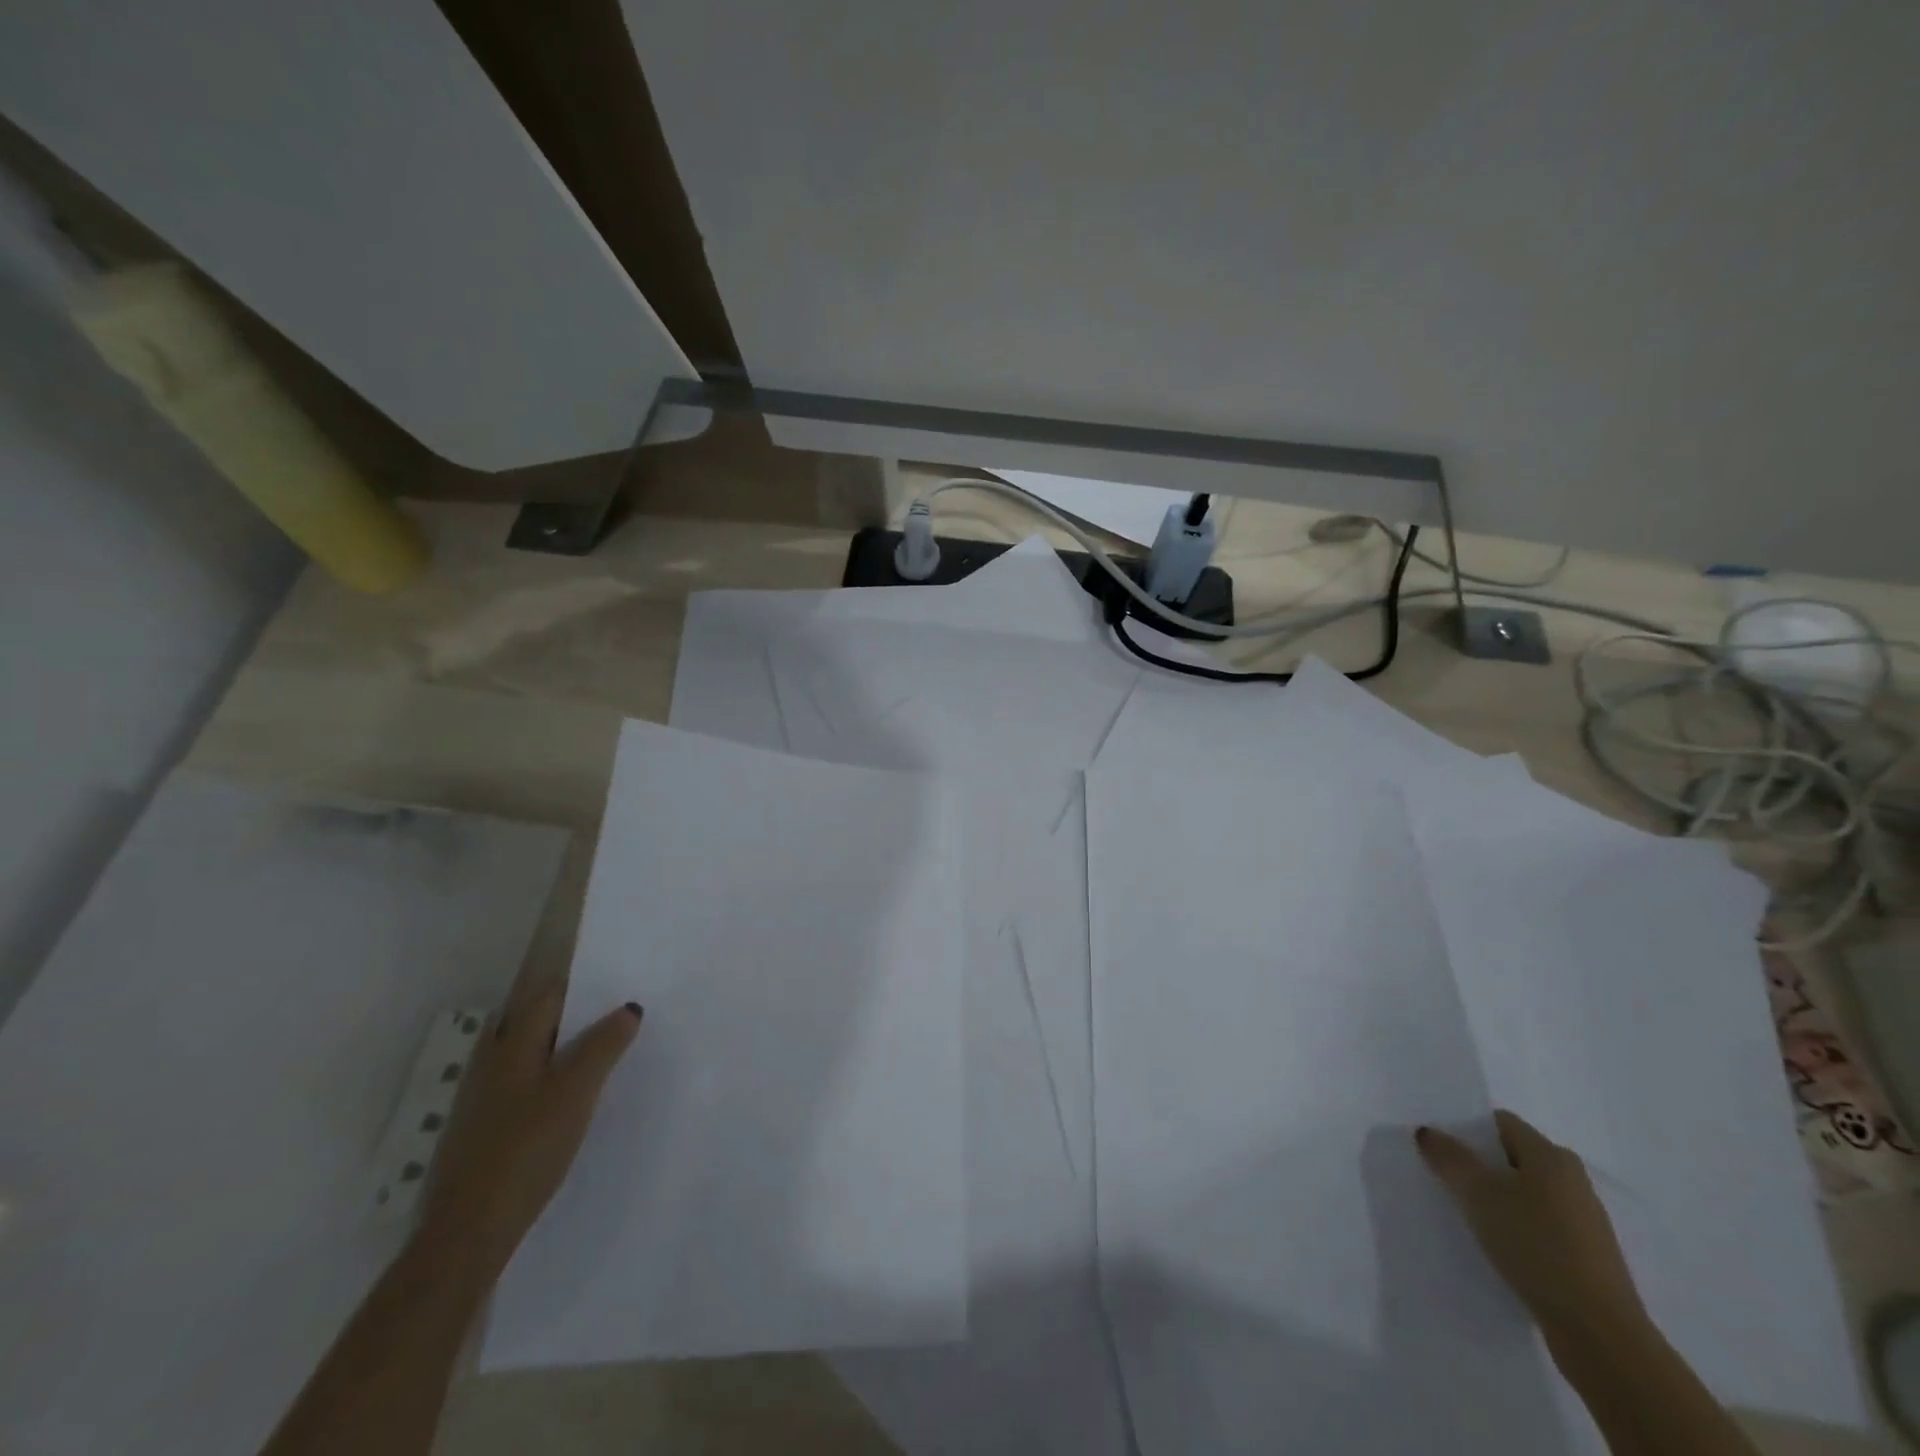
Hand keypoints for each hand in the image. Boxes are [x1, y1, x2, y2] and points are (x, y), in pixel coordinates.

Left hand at [417, 987, 642, 1276]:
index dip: (579, 986)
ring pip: (522, 1055)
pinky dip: (542, 1079)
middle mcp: (491, 1062)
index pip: (547, 996)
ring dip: (554, 1048)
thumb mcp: (577, 1091)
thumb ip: (604, 1046)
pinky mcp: (480, 1130)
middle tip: (610, 1018)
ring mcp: (480, 1098)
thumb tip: (628, 1008)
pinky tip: (563, 1101)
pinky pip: (517, 1085)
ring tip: (594, 1057)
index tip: (613, 985)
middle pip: (530, 1022)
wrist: (469, 1230)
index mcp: (512, 1044)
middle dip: (566, 1015)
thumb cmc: (527, 1147)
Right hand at [1415, 1109, 1648, 1348]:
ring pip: (1526, 1194)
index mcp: (1552, 1156)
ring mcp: (1584, 1221)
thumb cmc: (1536, 1245)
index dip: (1466, 1129)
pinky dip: (1516, 1229)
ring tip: (1465, 1214)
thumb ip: (1449, 1157)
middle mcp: (1573, 1180)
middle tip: (1444, 1178)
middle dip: (1479, 1165)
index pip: (1500, 1123)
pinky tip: (1496, 1246)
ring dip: (1496, 1199)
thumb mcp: (1478, 1193)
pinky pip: (1540, 1226)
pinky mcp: (1587, 1257)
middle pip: (1513, 1157)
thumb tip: (1428, 1132)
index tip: (1439, 1146)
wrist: (1599, 1333)